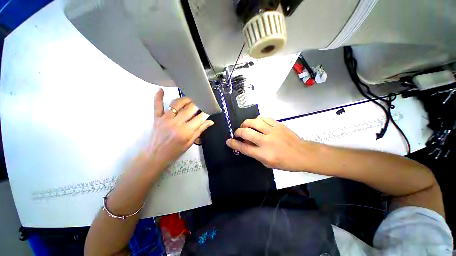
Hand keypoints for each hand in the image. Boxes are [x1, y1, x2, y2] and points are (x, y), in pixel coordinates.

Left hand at [140, 88, 213, 172]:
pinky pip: (157, 105)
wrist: (156, 156)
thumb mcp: (190, 143)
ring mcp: (165, 119)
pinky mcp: (157, 118)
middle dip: (198, 104)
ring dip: (186, 99)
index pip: (199, 118)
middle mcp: (176, 123)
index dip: (206, 112)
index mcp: (185, 131)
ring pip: (177, 104)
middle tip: (203, 101)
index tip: (210, 108)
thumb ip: (200, 130)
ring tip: (192, 98)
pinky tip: (161, 90)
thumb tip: (211, 122)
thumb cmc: (175, 151)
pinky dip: (158, 97)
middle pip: (190, 109)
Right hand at [226, 116, 316, 170]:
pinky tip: (257, 123)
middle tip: (237, 133)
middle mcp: (266, 141)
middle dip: (238, 132)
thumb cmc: (285, 162)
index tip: (228, 141)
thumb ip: (255, 154)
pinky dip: (257, 119)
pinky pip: (264, 118)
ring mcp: (272, 131)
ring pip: (253, 122)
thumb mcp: (267, 163)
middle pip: (246, 133)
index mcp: (263, 154)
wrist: (303, 153)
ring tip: (245, 126)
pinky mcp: (277, 124)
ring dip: (246, 123)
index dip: (234, 144)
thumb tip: (245, 144)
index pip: (244, 148)